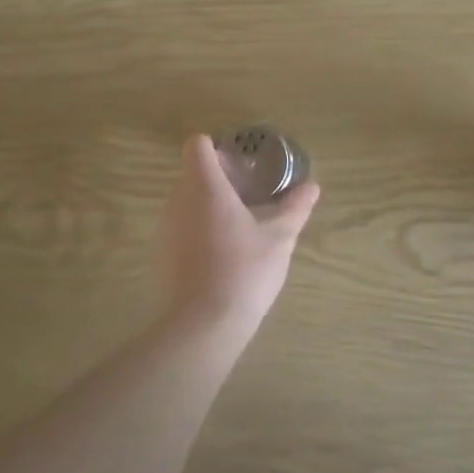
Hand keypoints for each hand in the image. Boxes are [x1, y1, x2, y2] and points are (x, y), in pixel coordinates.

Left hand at [161, 135, 319, 330]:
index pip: (197, 146)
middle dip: (220, 178)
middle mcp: (178, 201)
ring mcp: (165, 229)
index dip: (218, 149)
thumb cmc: (243, 271)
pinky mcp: (161, 255)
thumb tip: (312, 186)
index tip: (243, 166)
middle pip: (192, 173)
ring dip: (209, 205)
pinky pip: (180, 227)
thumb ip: (295, 208)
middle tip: (251, 195)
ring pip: (186, 201)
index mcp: (205, 187)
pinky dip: (199, 229)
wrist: (202, 327)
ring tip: (241, 225)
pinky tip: (224, 254)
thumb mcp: (279, 238)